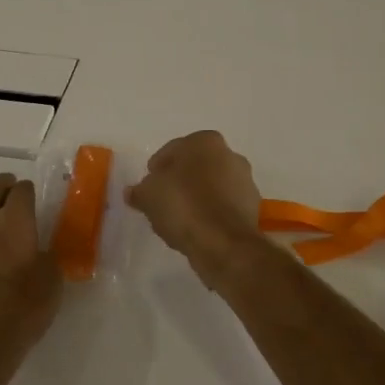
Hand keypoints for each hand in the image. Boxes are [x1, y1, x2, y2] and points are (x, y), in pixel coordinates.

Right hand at [124, 131, 267, 285]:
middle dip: (179, 183)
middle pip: (195, 168)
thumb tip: (133, 192)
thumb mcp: (149, 196)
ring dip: (196, 199)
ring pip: (211, 188)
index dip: (157, 170)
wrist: (224, 243)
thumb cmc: (183, 206)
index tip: (148, 188)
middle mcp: (230, 154)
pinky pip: (222, 207)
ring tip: (177, 221)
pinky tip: (196, 230)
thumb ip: (140, 191)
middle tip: (161, 203)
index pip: (172, 151)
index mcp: (205, 141)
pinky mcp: (252, 208)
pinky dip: (210, 215)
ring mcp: (245, 182)